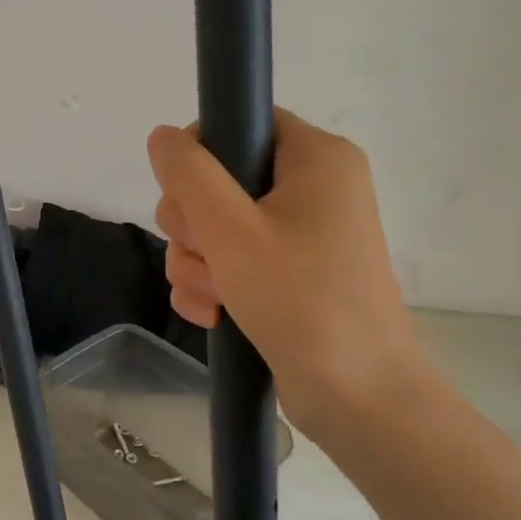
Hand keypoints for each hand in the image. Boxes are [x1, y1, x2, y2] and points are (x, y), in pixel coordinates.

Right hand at [147, 110, 438, 438]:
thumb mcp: (232, 231)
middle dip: (194, 226)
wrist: (358, 398)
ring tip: (215, 298)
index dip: (200, 155)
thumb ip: (189, 175)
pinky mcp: (286, 274)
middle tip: (209, 256)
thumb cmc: (301, 300)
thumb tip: (162, 136)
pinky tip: (213, 314)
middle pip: (217, 178)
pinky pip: (228, 261)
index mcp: (316, 158)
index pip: (239, 121)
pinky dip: (212, 284)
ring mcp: (299, 234)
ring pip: (214, 226)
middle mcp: (311, 188)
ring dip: (198, 263)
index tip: (189, 198)